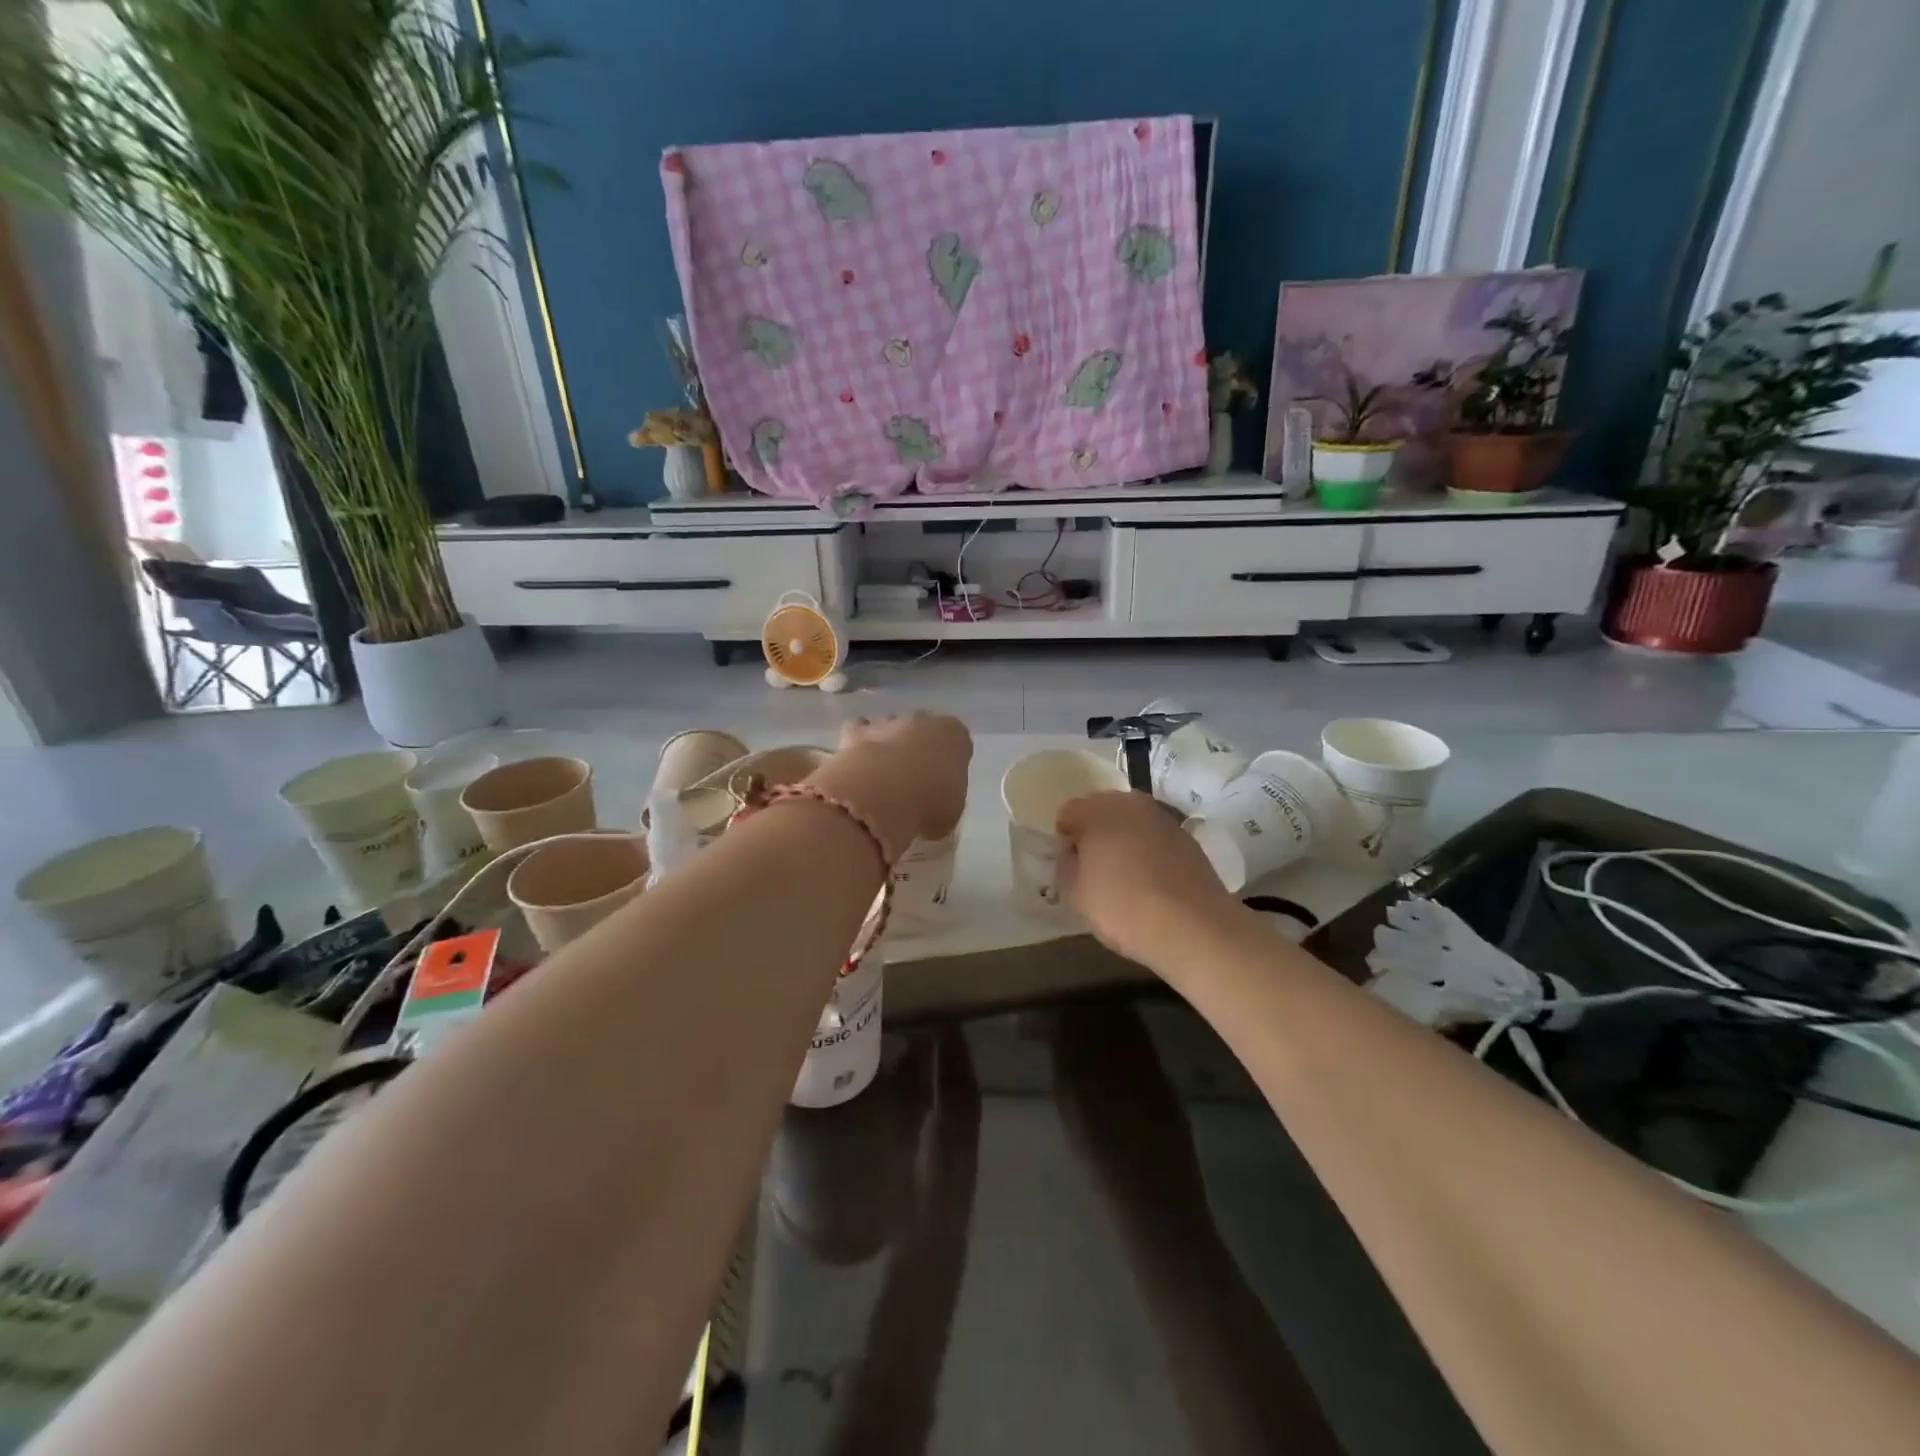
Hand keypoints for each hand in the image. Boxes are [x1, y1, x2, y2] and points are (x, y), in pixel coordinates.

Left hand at [809, 713, 972, 860]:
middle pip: (923, 730)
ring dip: (887, 745)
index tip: (943, 783)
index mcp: (954, 735)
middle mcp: (922, 720)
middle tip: (913, 779)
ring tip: (882, 776)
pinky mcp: (855, 732)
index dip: (950, 762)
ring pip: (890, 727)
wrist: (880, 796)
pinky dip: (857, 745)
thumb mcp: (950, 813)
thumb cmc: (928, 805)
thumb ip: (945, 799)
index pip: (957, 741)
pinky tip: (857, 767)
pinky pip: (858, 732)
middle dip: (918, 748)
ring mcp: (887, 722)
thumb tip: (933, 804)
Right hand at [1058, 791, 1241, 969]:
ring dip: (1124, 839)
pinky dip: (1149, 850)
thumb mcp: (1075, 894)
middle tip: (1094, 868)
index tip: (1070, 865)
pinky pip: (1156, 837)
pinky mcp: (1188, 837)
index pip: (1069, 812)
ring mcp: (1163, 817)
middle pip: (1102, 810)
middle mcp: (1130, 803)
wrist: (1194, 927)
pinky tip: (1151, 881)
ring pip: (1132, 822)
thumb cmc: (1123, 908)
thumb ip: (1066, 865)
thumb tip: (1072, 852)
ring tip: (1125, 875)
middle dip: (1095, 832)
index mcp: (1097, 811)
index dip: (1065, 837)